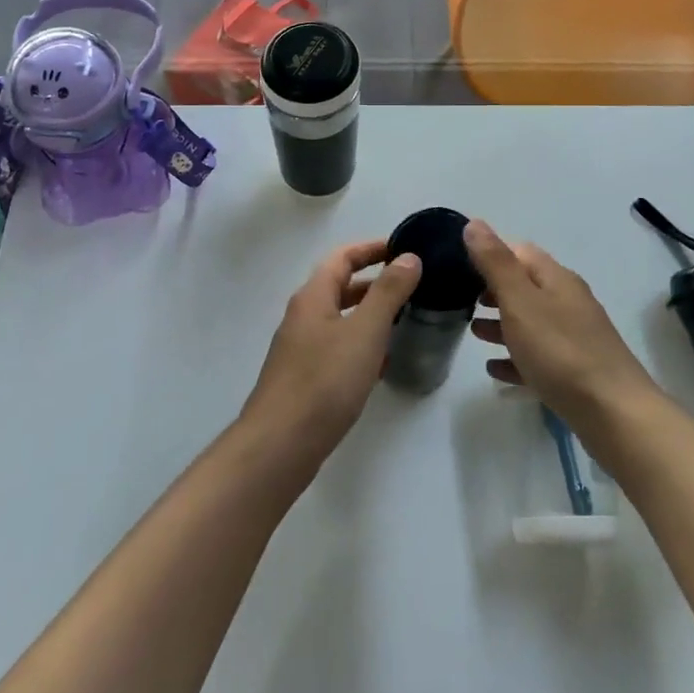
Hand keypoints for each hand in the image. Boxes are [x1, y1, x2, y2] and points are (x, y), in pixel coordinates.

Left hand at [240, 240, 422, 463]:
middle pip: (340, 286)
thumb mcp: (365, 331)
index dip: (372, 248)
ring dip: (370, 313)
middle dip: (375, 281)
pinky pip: (337, 347)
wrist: (281, 444)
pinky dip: (361, 344)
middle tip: (412, 284)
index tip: (404, 248)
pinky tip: (382, 361)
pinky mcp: (305, 377)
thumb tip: (408, 257)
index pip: (343, 256)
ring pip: (340, 318)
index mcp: (313, 296)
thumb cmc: (325, 380)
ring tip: (405, 319)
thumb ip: (388, 293)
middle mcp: (303, 316)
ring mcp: (301, 348)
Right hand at [464, 219, 663, 441]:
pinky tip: (495, 370)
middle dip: (493, 290)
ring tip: (473, 332)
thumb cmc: (560, 351)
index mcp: (556, 279)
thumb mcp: (520, 301)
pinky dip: (514, 357)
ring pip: (530, 322)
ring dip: (502, 324)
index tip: (459, 265)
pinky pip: (537, 357)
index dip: (491, 253)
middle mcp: (567, 302)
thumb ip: (495, 263)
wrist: (613, 413)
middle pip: (525, 287)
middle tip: (461, 300)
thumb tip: (474, 223)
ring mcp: (574, 338)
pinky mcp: (574, 372)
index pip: (520, 252)